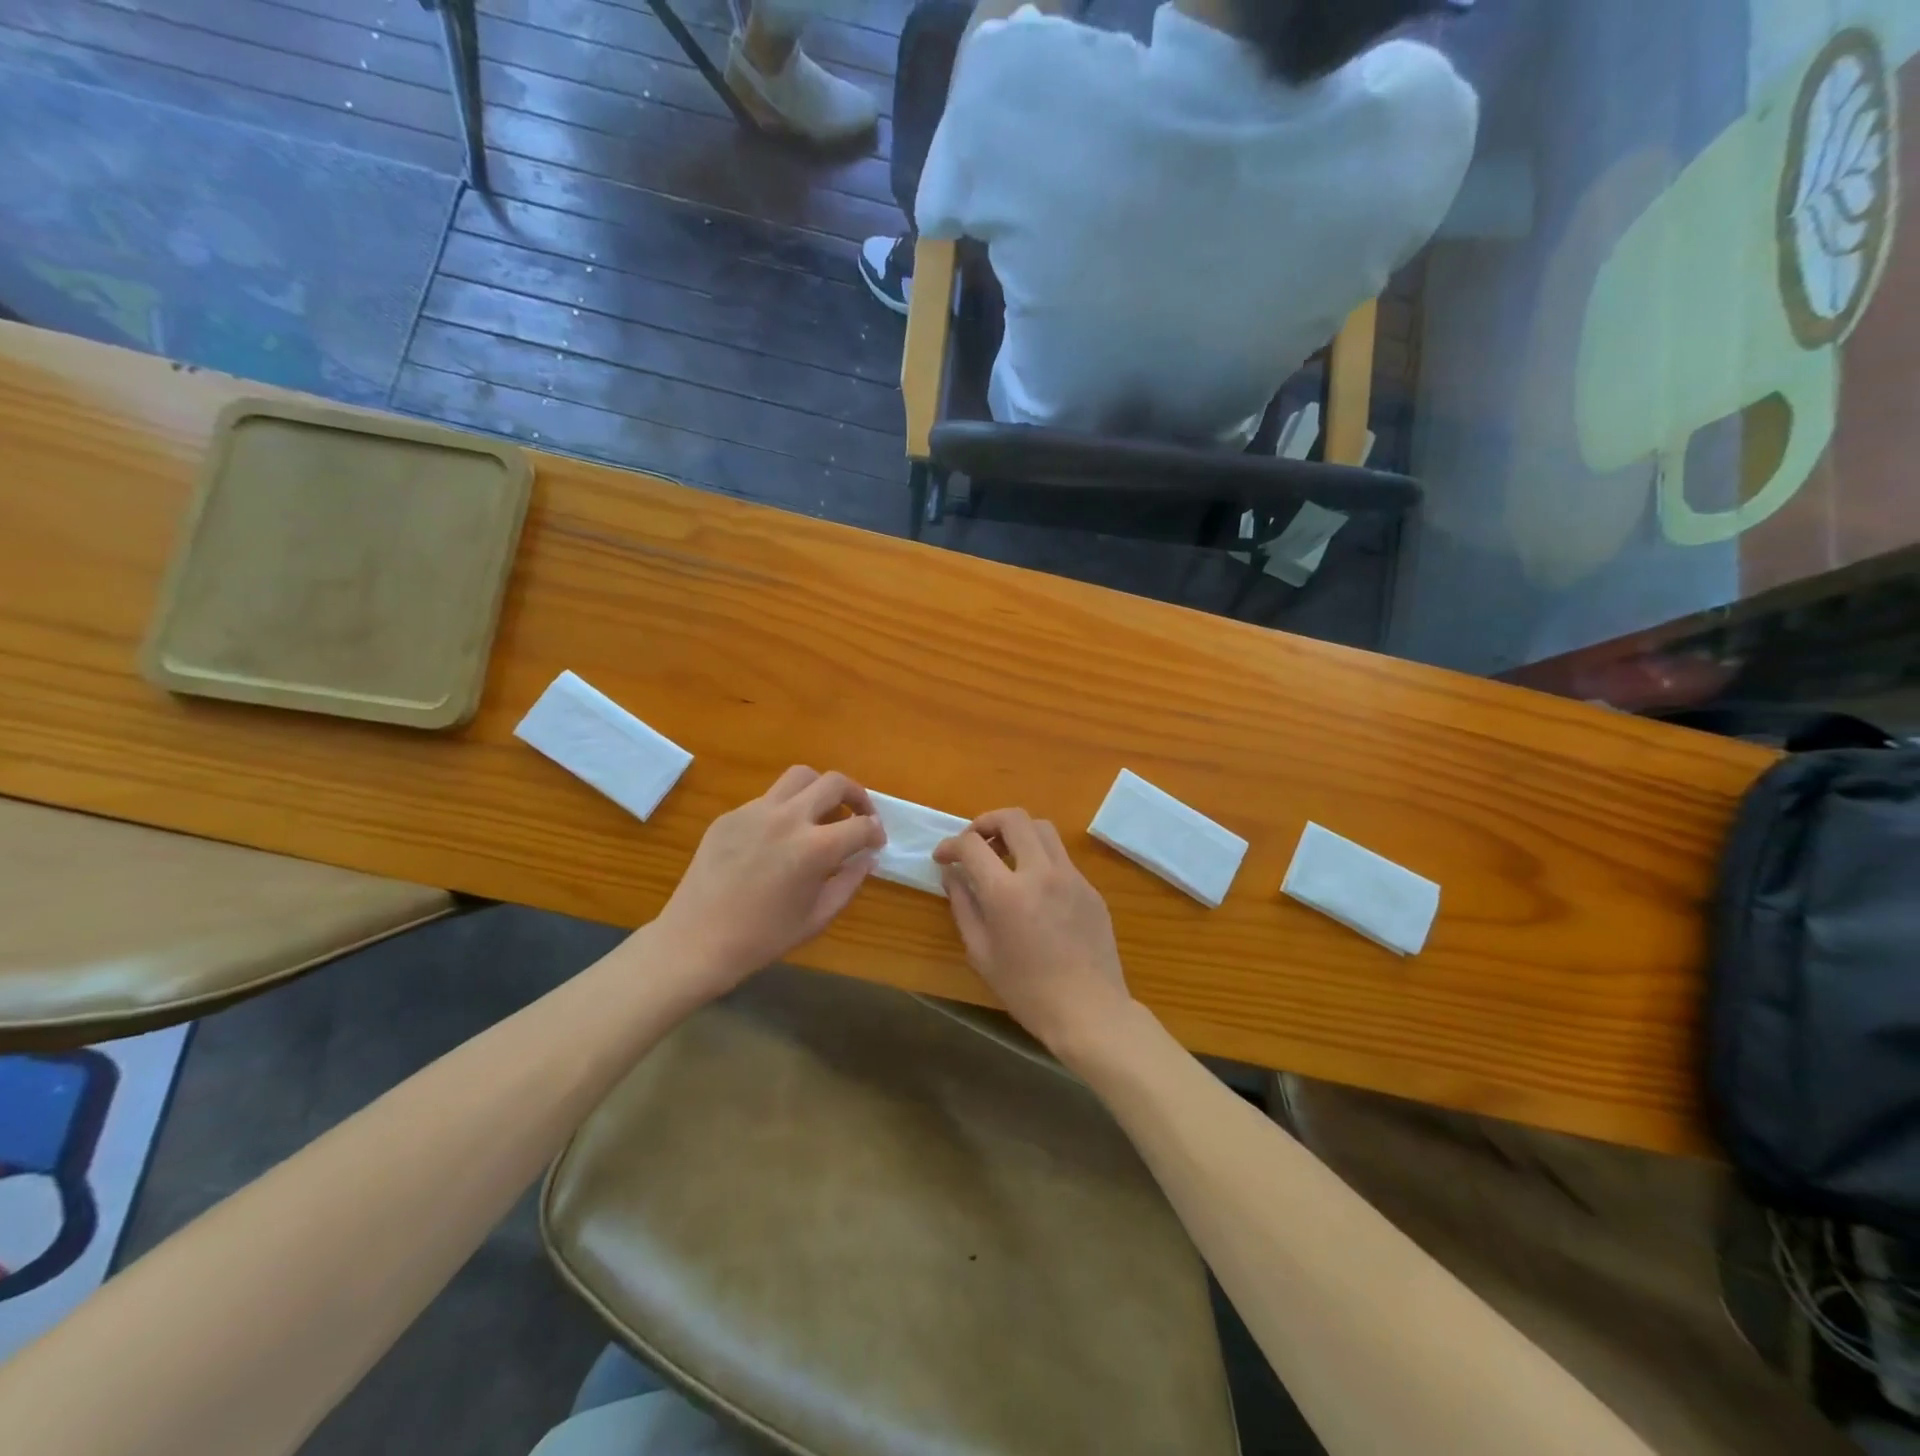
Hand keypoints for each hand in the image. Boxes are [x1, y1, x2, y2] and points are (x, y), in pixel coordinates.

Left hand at [651, 767, 884, 995]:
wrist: (697, 941)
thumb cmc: (763, 937)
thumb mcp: (818, 917)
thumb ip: (849, 882)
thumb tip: (866, 858)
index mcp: (815, 847)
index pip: (861, 825)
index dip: (876, 832)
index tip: (876, 842)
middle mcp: (789, 818)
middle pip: (834, 782)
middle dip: (856, 795)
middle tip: (859, 815)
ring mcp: (756, 811)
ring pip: (799, 777)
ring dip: (820, 790)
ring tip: (821, 812)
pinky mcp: (730, 815)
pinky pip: (767, 799)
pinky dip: (784, 809)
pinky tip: (778, 837)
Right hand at [933, 808, 1134, 1060]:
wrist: (1089, 1011)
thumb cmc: (1026, 991)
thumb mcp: (981, 953)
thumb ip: (963, 905)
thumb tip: (952, 874)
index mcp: (1007, 892)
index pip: (972, 845)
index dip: (951, 845)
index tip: (943, 857)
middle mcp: (1041, 872)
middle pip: (1014, 818)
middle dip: (986, 822)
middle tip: (974, 842)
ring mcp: (1071, 877)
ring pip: (1042, 828)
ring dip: (1017, 832)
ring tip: (1003, 856)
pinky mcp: (1090, 888)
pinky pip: (1060, 857)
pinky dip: (1039, 857)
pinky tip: (1032, 887)